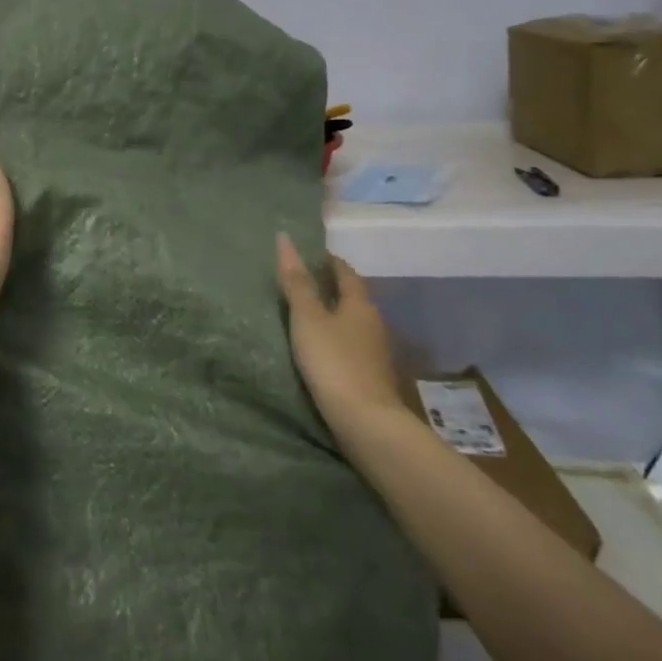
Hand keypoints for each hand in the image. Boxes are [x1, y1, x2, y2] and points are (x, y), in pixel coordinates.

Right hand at [276, 233, 408, 437]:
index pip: (346, 273)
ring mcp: (376, 352)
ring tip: (310, 316)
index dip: (330, 262)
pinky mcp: (372, 377)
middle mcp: (374, 323)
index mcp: (360, 304)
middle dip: (334, 288)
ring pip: (355, 324)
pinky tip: (323, 350)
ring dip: (337, 316)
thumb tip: (284, 238)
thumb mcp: (308, 319)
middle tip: (306, 282)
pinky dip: (339, 341)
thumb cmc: (334, 362)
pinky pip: (354, 347)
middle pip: (354, 298)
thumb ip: (296, 282)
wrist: (366, 422)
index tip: (313, 255)